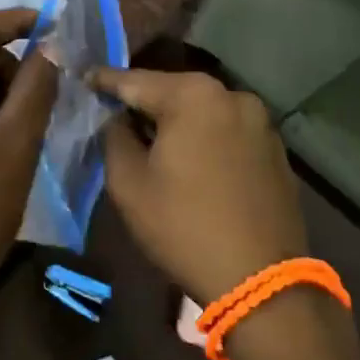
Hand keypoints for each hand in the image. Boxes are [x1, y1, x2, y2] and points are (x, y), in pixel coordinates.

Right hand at [91, 68, 308, 306]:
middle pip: (172, 91)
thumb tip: (115, 118)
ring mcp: (259, 121)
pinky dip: (204, 137)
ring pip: (202, 111)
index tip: (84, 79)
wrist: (260, 281)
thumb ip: (114, 137)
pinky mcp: (274, 148)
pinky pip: (226, 131)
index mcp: (193, 95)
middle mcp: (231, 95)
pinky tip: (191, 160)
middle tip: (114, 113)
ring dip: (176, 121)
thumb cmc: (184, 227)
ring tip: (152, 139)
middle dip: (143, 102)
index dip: (105, 81)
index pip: (135, 80)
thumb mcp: (129, 183)